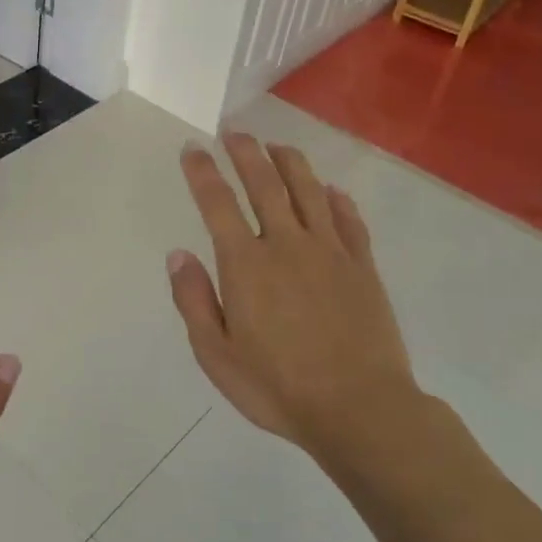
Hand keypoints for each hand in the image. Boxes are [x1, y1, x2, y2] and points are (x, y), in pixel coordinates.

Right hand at [167, 134, 420, 462]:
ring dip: (290, 163)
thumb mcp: (216, 355)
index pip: (218, 204)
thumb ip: (194, 301)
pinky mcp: (363, 267)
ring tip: (277, 146)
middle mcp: (287, 244)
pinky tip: (331, 191)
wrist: (360, 410)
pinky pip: (349, 221)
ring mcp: (330, 252)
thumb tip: (178, 255)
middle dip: (246, 153)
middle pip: (265, 184)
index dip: (203, 172)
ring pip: (309, 191)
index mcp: (246, 264)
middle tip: (235, 131)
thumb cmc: (278, 387)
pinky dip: (337, 200)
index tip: (193, 148)